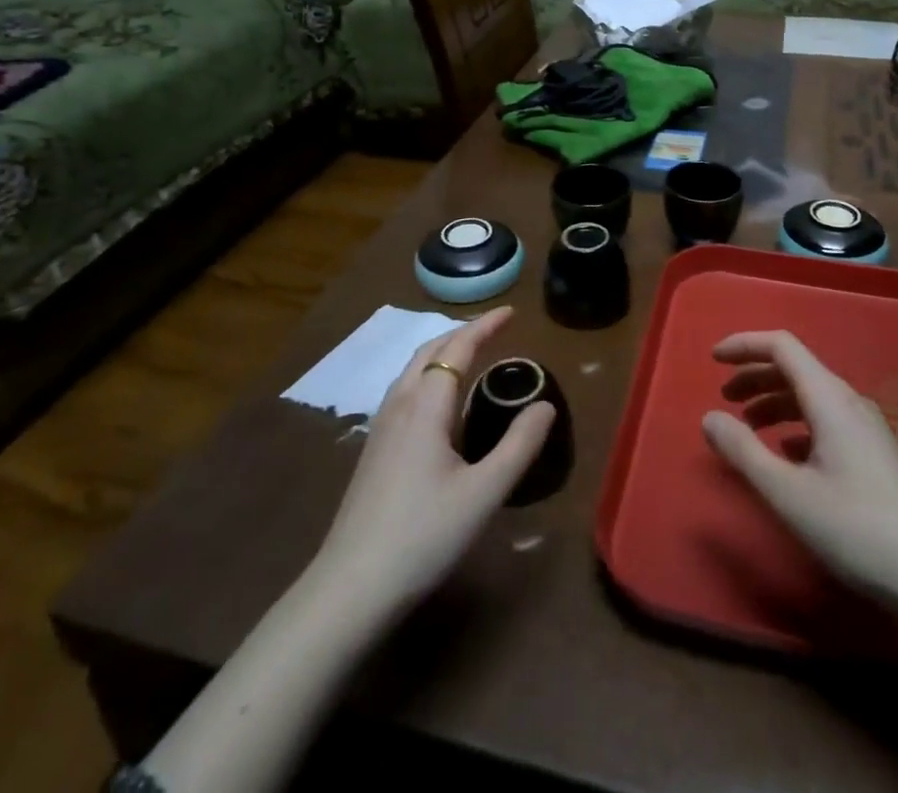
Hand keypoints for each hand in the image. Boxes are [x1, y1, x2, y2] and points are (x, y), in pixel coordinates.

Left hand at [311, 306, 554, 615]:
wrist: (352, 586)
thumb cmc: (424, 535)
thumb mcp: (484, 493)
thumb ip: (519, 445)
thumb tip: (545, 405)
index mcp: (426, 405)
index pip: (457, 348)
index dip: (485, 326)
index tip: (511, 311)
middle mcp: (400, 404)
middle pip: (430, 350)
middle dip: (463, 331)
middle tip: (495, 328)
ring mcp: (381, 426)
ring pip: (413, 368)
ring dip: (442, 350)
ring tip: (470, 353)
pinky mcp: (373, 448)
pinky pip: (405, 389)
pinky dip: (429, 373)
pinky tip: (438, 400)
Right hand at [701, 330, 897, 613]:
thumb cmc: (857, 529)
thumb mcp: (789, 493)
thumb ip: (744, 451)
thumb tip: (709, 417)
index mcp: (829, 398)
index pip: (782, 346)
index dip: (745, 344)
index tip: (713, 360)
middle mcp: (849, 402)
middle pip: (795, 368)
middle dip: (755, 376)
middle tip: (724, 398)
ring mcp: (866, 428)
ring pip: (811, 396)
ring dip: (774, 402)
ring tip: (747, 428)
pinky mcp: (875, 455)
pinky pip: (826, 420)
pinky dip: (795, 425)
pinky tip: (787, 454)